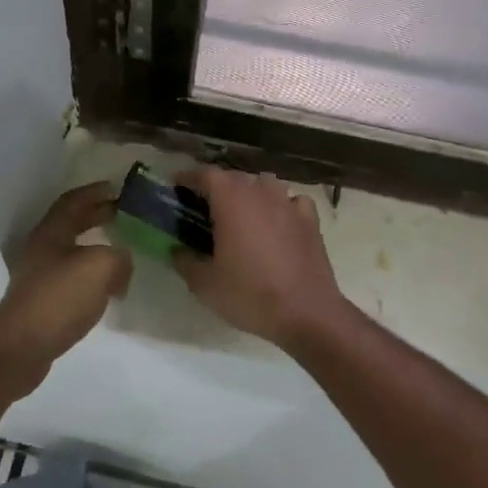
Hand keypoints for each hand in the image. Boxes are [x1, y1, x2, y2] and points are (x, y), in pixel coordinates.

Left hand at [0, 182, 131, 394]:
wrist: (22, 348)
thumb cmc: (59, 297)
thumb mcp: (101, 267)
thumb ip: (119, 257)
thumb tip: (122, 263)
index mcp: (52, 232)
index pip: (73, 201)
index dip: (94, 192)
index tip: (116, 188)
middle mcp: (42, 249)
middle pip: (71, 224)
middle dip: (96, 216)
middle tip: (122, 214)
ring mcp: (39, 277)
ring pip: (72, 252)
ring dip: (95, 247)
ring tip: (120, 251)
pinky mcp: (43, 303)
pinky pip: (72, 279)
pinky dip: (92, 276)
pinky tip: (107, 288)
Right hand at [172, 167, 345, 350]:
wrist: (306, 313)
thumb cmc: (249, 294)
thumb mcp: (204, 285)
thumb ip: (185, 261)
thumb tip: (177, 250)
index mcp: (231, 200)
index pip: (205, 175)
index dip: (188, 177)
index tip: (177, 185)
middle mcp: (260, 192)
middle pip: (235, 178)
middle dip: (218, 187)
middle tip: (206, 207)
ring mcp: (288, 204)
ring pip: (265, 185)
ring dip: (251, 193)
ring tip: (243, 213)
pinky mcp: (310, 220)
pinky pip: (292, 201)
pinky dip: (282, 206)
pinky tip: (279, 222)